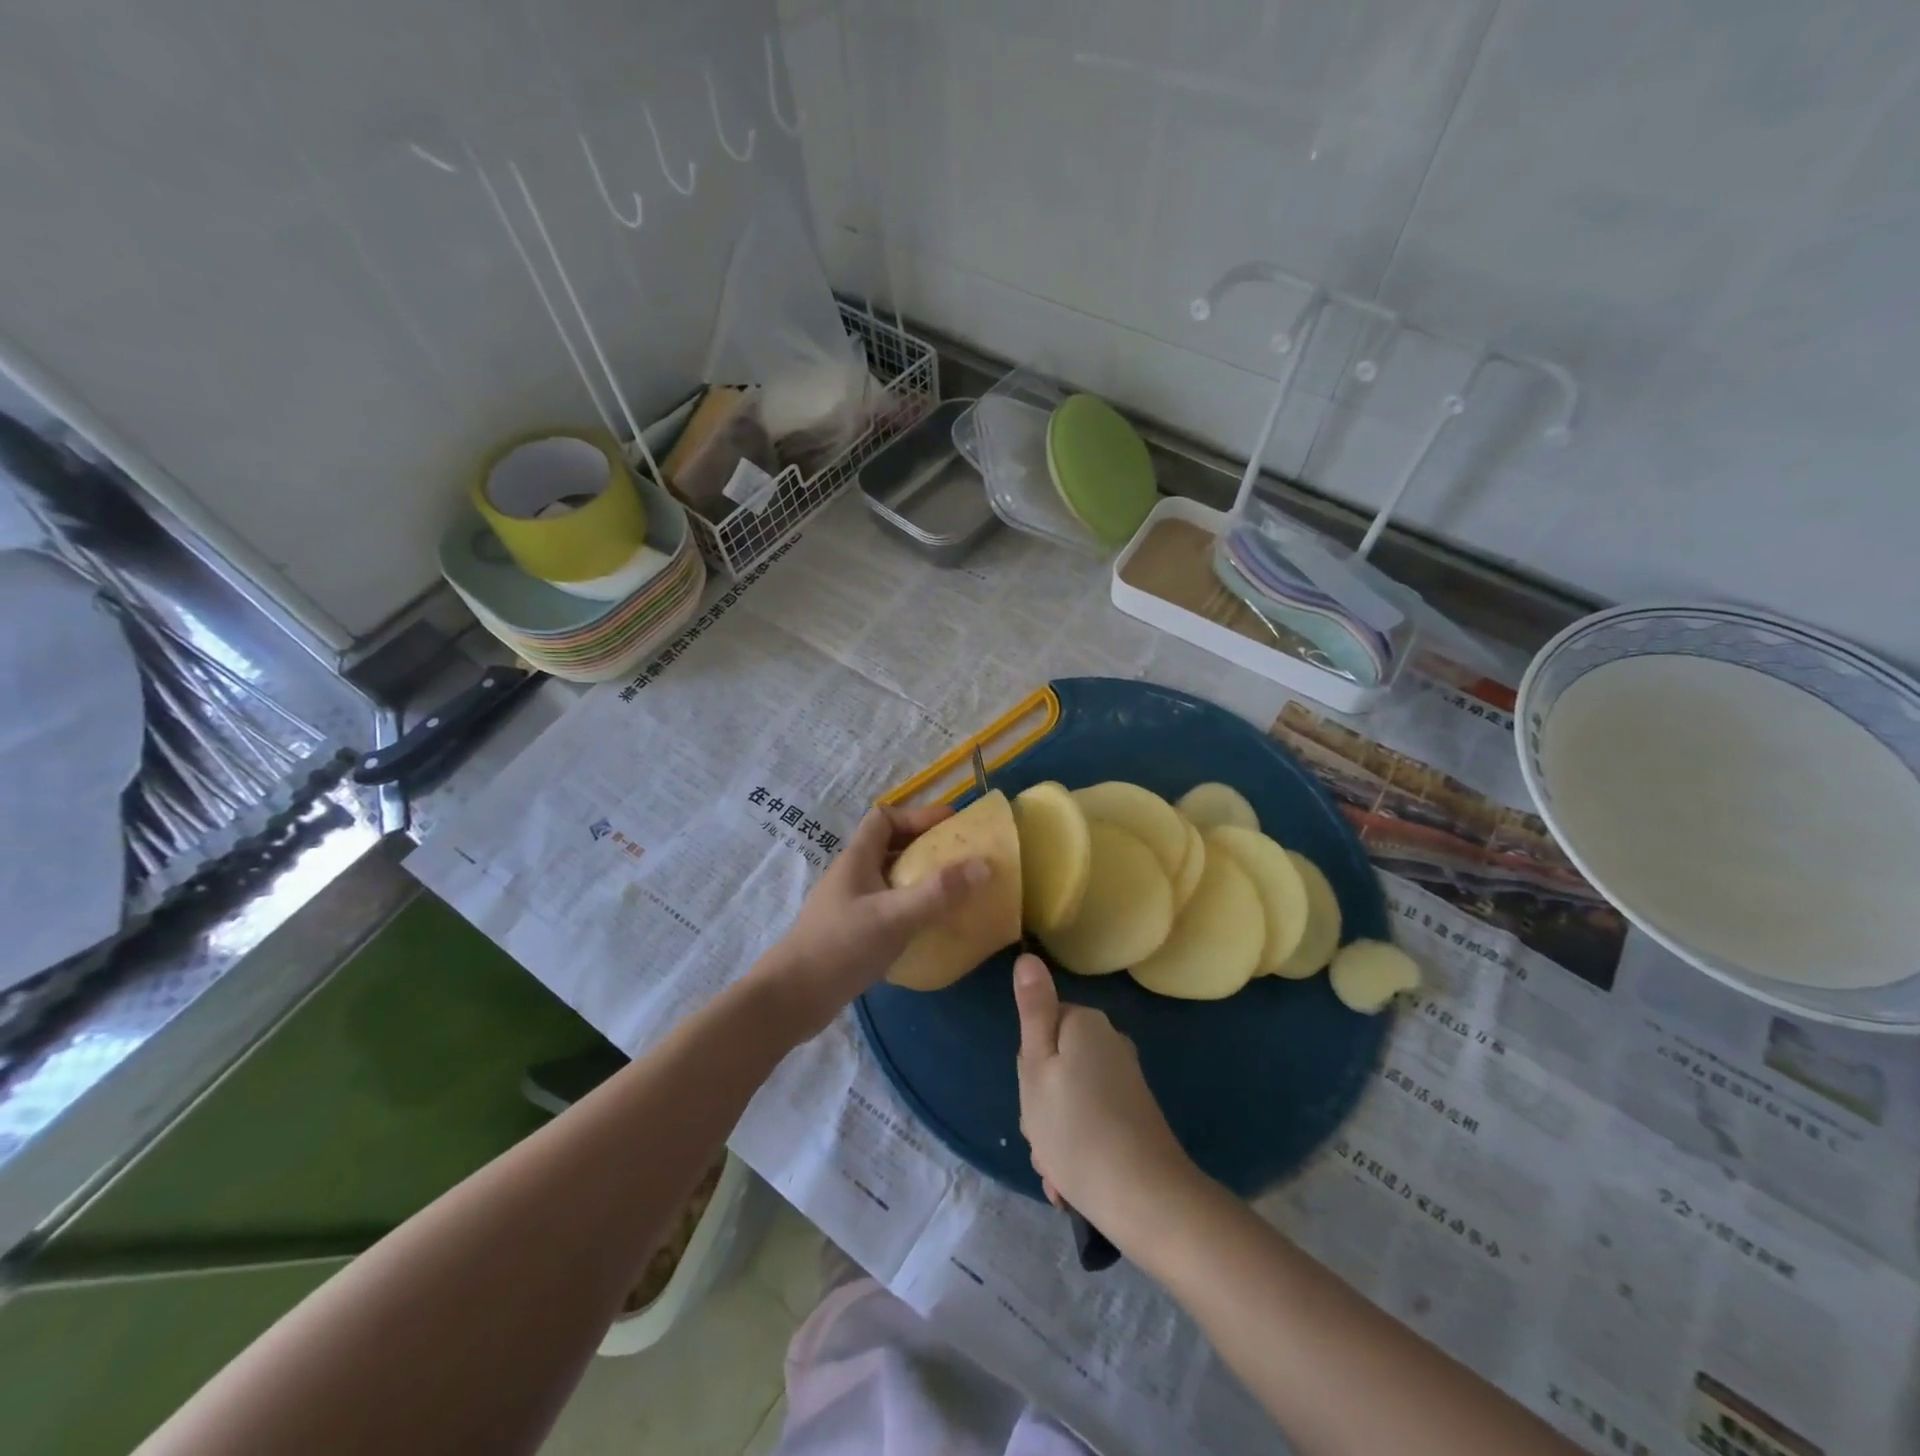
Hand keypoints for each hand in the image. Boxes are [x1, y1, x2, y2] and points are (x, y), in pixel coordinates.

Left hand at [754, 803, 989, 1036]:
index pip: (884, 818)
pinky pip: (887, 907)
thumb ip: (938, 892)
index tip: (950, 826)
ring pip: (889, 879)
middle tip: (960, 859)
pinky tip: (928, 927)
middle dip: (924, 847)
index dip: (917, 816)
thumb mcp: (895, 916)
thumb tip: (983, 865)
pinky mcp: (851, 933)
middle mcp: (851, 876)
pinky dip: (909, 908)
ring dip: (918, 879)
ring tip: (952, 891)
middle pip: (889, 847)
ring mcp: (849, 905)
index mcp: (856, 859)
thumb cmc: (841, 947)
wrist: (791, 999)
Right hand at [1014, 954, 1198, 1240]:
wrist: (1145, 1198)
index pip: (1039, 1029)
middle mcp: (1110, 1043)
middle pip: (1054, 1064)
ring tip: (1057, 1169)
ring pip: (1069, 1099)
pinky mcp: (1135, 1114)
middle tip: (1042, 1135)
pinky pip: (1090, 1122)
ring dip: (1055, 1133)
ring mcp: (1126, 1080)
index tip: (1031, 1099)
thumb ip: (1033, 1010)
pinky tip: (1071, 1181)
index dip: (1028, 1066)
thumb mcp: (1037, 1066)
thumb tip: (1028, 956)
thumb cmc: (1075, 1127)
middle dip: (1041, 1105)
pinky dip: (1077, 1147)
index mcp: (1085, 1024)